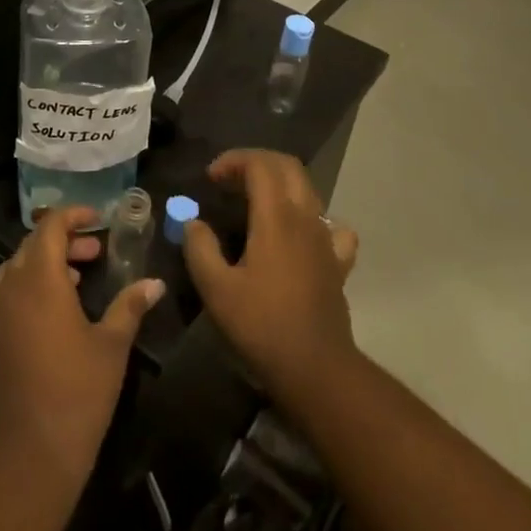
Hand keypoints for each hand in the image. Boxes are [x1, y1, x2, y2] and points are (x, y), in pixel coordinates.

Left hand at [0, 206, 164, 499]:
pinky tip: (30, 316)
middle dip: (63, 243)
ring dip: (40, 268)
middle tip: (94, 255)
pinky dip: (14, 298)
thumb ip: (130, 305)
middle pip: (32, 247)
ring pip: (12, 273)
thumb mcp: (112, 346)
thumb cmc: (77, 393)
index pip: (51, 226)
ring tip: (72, 284)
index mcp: (40, 278)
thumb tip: (155, 282)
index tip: (98, 221)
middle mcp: (9, 287)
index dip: (74, 216)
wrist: (27, 457)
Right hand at [182, 150, 359, 406]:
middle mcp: (305, 217)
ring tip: (255, 202)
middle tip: (230, 180)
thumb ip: (200, 248)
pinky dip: (311, 216)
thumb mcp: (216, 289)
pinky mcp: (337, 261)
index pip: (260, 164)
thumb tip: (193, 223)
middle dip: (257, 163)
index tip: (211, 178)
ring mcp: (326, 239)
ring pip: (308, 190)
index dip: (233, 160)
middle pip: (288, 166)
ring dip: (280, 183)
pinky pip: (331, 224)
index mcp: (276, 217)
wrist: (316, 369)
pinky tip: (298, 233)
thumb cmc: (262, 326)